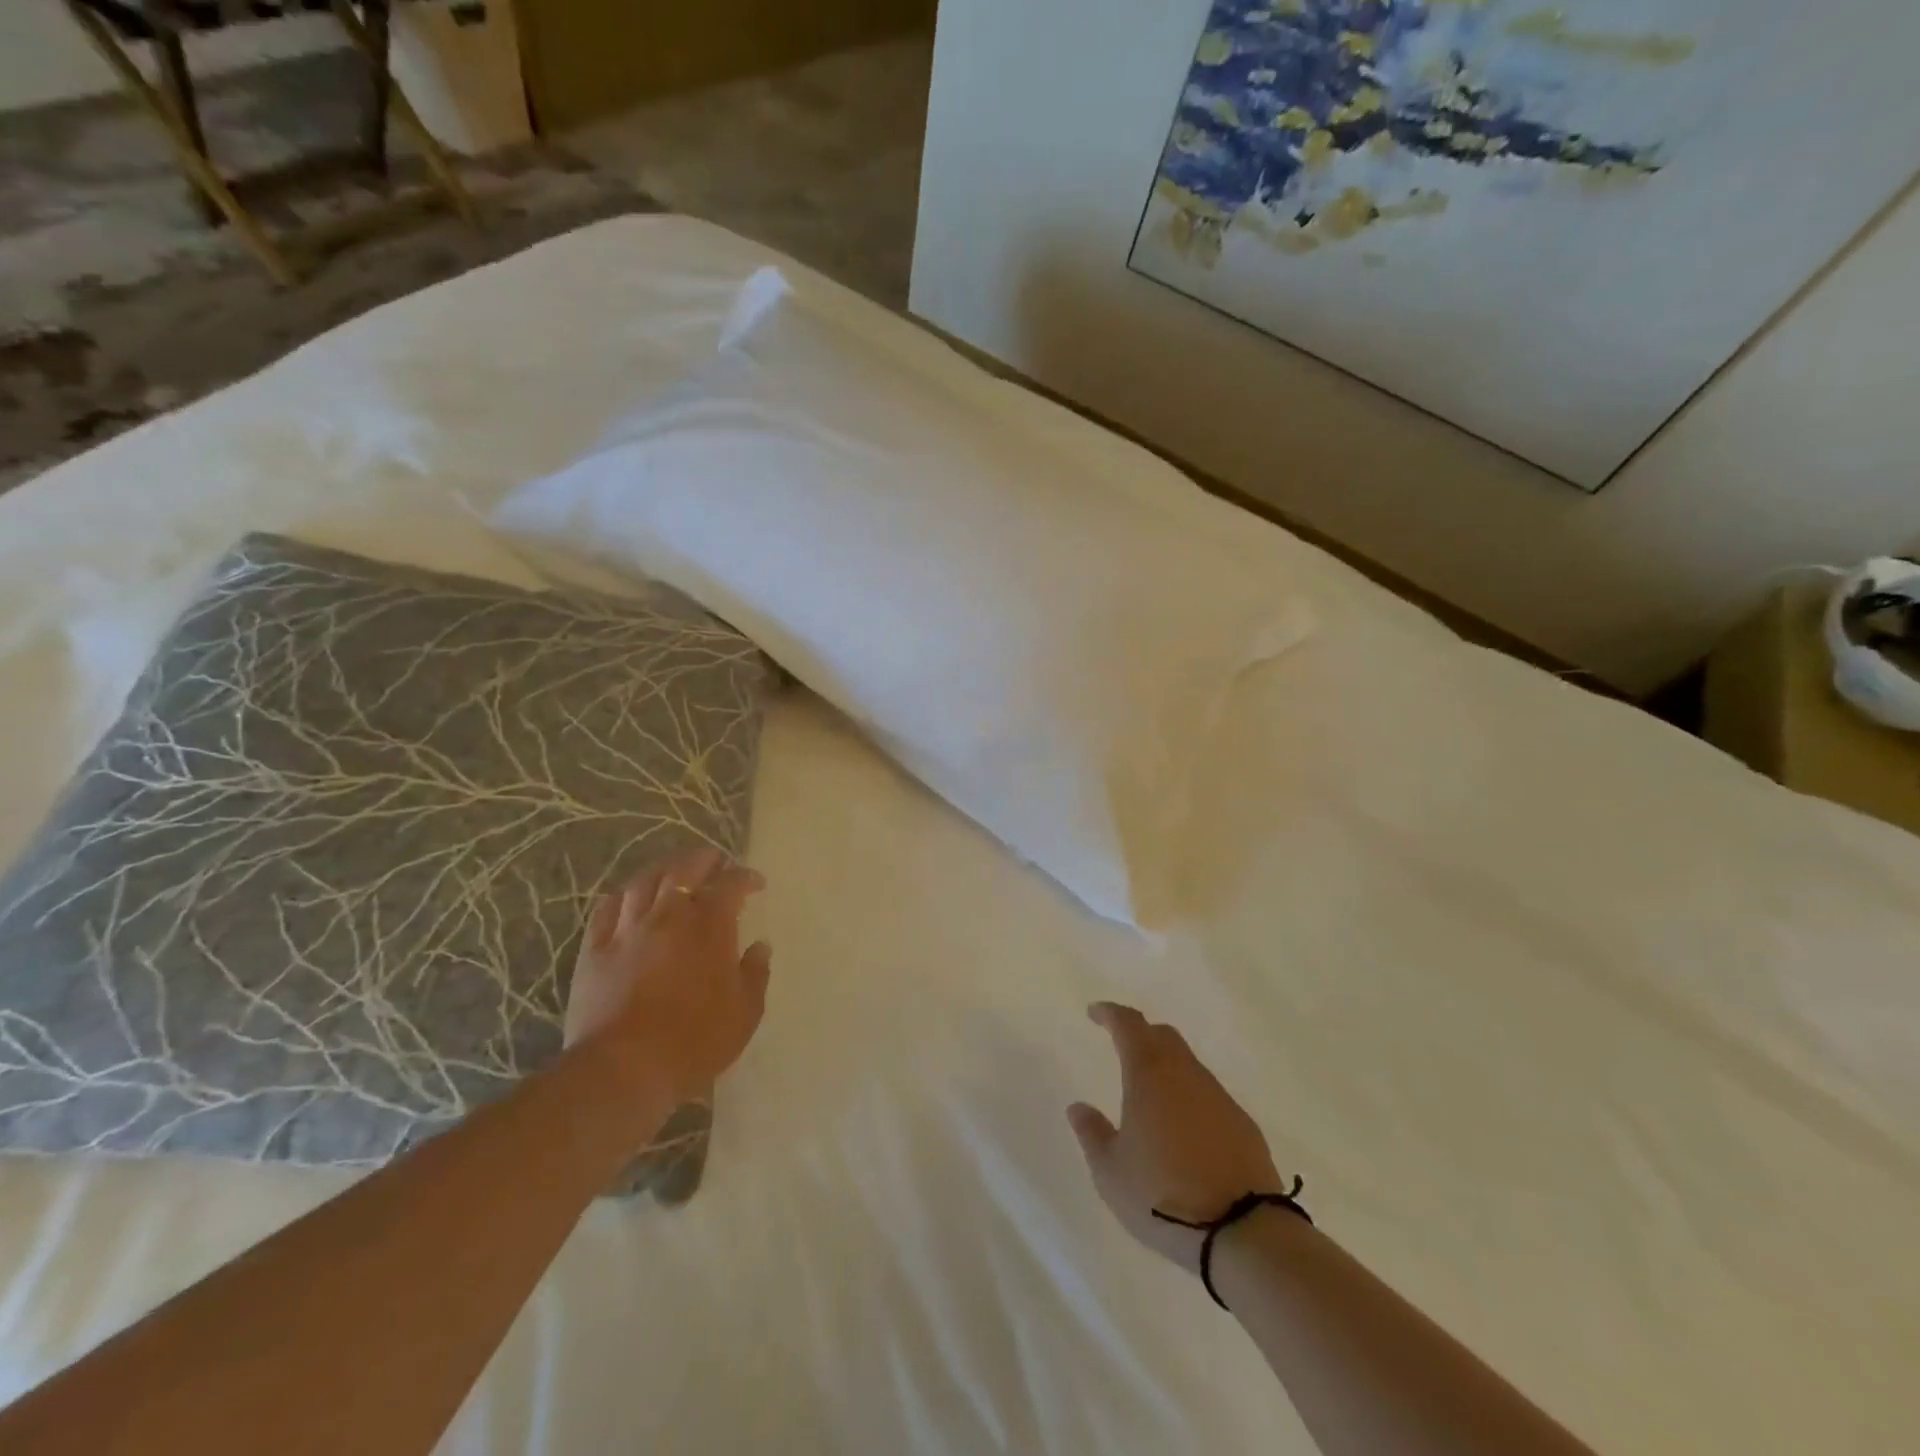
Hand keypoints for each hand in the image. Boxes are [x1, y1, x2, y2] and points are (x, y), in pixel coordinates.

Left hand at [564, 847, 772, 1106]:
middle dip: (703, 859)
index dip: (745, 877)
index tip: (755, 882)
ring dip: (664, 869)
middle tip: (716, 861)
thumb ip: (755, 974)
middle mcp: (668, 916)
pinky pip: (607, 909)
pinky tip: (629, 897)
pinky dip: (623, 895)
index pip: (730, 885)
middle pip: (684, 869)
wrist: (622, 1070)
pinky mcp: (594, 950)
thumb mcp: (745, 1013)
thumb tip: (759, 946)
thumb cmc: (694, 1042)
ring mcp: (627, 930)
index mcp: (709, 927)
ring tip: (674, 870)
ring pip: (644, 882)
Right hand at [1068, 1002, 1283, 1276]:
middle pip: (1163, 1036)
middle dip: (1141, 1034)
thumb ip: (1092, 1134)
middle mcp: (1186, 1074)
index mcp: (1149, 1074)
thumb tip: (1078, 1107)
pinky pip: (1209, 1096)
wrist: (1243, 1231)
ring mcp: (1219, 1097)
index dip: (1110, 1013)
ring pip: (1188, 1065)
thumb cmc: (1162, 1195)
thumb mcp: (1111, 1172)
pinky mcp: (1243, 1124)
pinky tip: (1184, 1129)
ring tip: (1151, 1096)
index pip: (1128, 1024)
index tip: (1095, 1013)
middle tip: (1123, 1046)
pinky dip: (1190, 1098)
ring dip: (1167, 1067)